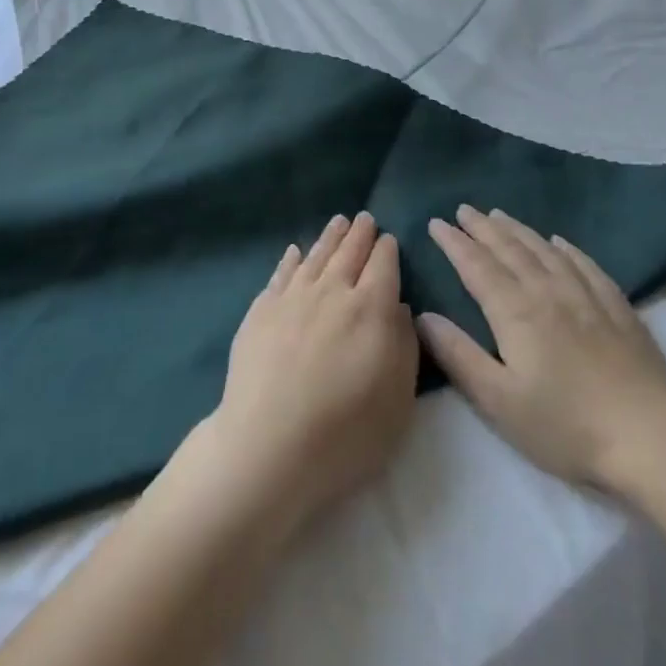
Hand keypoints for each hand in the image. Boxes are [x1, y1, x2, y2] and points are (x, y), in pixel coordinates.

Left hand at [197, 212, 417, 536]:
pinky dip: (291, 259)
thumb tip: (399, 307)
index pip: (383, 265)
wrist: (268, 447)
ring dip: (329, 237)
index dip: (387, 250)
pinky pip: (281, 274)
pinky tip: (294, 252)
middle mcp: (332, 291)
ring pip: (316, 256)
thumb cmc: (345, 433)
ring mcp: (292, 297)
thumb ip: (404, 346)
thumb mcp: (398, 400)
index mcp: (371, 308)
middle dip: (360, 234)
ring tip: (338, 222)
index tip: (389, 239)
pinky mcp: (261, 311)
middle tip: (365, 218)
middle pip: (349, 252)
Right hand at [419, 205, 665, 490]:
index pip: (476, 266)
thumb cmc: (567, 427)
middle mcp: (548, 291)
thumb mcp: (500, 401)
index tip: (436, 223)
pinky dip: (566, 249)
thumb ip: (458, 356)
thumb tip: (422, 316)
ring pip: (544, 251)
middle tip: (463, 209)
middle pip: (509, 250)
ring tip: (499, 215)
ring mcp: (586, 296)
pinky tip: (559, 242)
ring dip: (518, 230)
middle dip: (482, 228)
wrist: (652, 439)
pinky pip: (585, 265)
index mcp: (515, 312)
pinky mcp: (618, 308)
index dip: (455, 243)